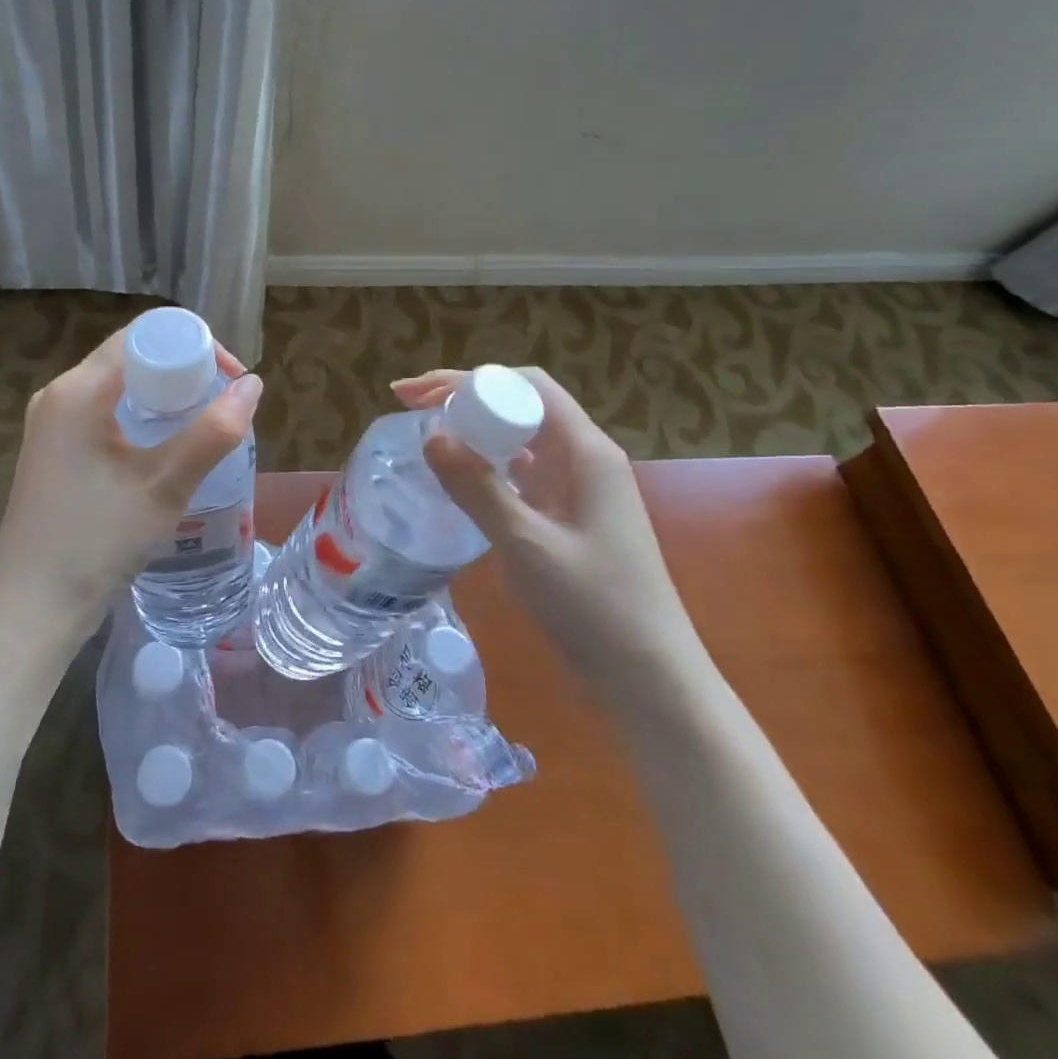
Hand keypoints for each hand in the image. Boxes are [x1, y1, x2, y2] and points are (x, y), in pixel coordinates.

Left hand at [0, 318, 262, 652]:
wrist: (30, 610)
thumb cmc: (96, 542)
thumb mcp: (163, 486)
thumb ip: (213, 433)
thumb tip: (253, 386)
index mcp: (77, 390)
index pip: (143, 335)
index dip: (195, 345)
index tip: (231, 380)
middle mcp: (59, 396)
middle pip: (131, 357)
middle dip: (184, 372)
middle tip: (224, 407)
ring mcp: (53, 426)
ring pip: (121, 388)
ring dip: (166, 398)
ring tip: (204, 428)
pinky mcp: (56, 453)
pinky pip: (106, 415)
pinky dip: (143, 420)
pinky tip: (167, 452)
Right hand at [393, 368, 701, 690]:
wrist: (649, 678)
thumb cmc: (596, 607)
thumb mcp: (528, 545)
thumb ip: (478, 488)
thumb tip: (430, 435)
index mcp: (587, 452)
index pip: (527, 386)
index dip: (469, 380)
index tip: (417, 394)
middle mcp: (584, 459)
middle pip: (522, 405)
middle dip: (465, 398)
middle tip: (408, 407)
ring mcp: (578, 489)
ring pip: (521, 439)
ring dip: (474, 429)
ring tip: (426, 433)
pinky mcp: (569, 517)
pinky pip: (523, 473)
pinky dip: (487, 465)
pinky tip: (459, 478)